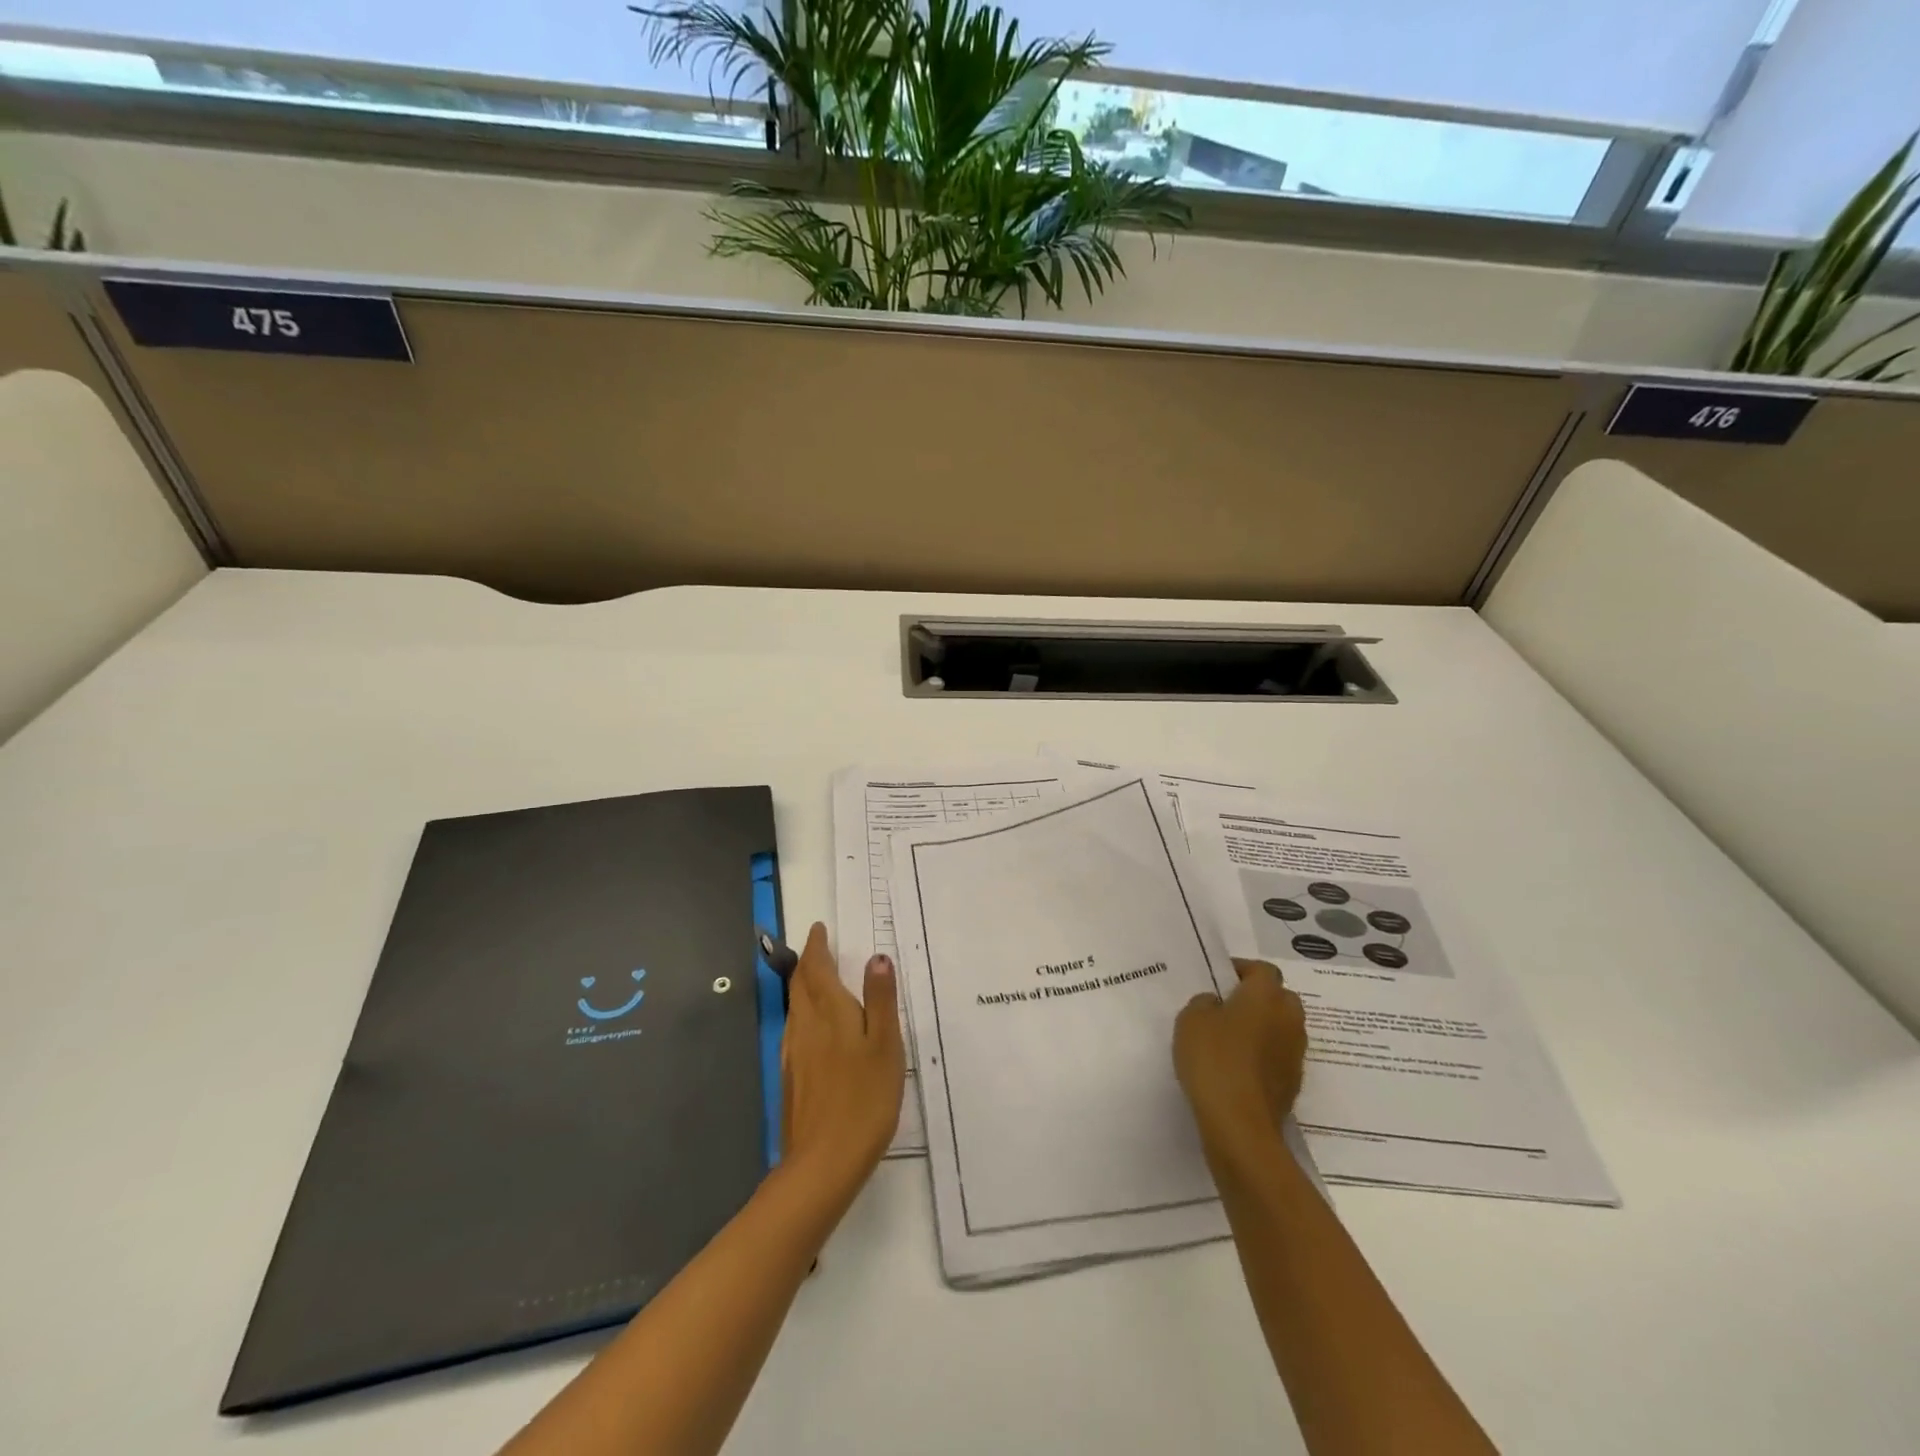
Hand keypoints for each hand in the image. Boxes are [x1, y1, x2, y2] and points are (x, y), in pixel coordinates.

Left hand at [780, 923, 904, 1203]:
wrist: (823, 1163)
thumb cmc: (864, 1098)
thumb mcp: (886, 1045)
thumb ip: (881, 999)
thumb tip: (877, 957)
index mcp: (829, 1012)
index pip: (817, 968)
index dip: (817, 946)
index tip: (818, 929)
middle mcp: (804, 1026)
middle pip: (800, 984)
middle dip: (807, 962)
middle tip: (817, 947)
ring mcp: (793, 1053)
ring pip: (794, 1006)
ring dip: (802, 985)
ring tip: (815, 978)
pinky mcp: (790, 1077)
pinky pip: (795, 1029)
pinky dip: (802, 1012)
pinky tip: (812, 1028)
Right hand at [1173, 958, 1307, 1149]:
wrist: (1240, 1124)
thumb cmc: (1214, 1059)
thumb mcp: (1191, 1019)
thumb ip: (1204, 1003)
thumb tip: (1217, 1004)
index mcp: (1266, 995)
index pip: (1262, 970)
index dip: (1241, 971)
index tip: (1219, 980)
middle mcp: (1289, 1019)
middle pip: (1279, 997)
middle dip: (1258, 998)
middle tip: (1227, 1007)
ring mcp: (1295, 1053)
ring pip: (1281, 1028)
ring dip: (1263, 1028)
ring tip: (1230, 1039)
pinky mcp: (1293, 1083)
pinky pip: (1278, 1057)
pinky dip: (1264, 1056)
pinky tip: (1238, 1068)